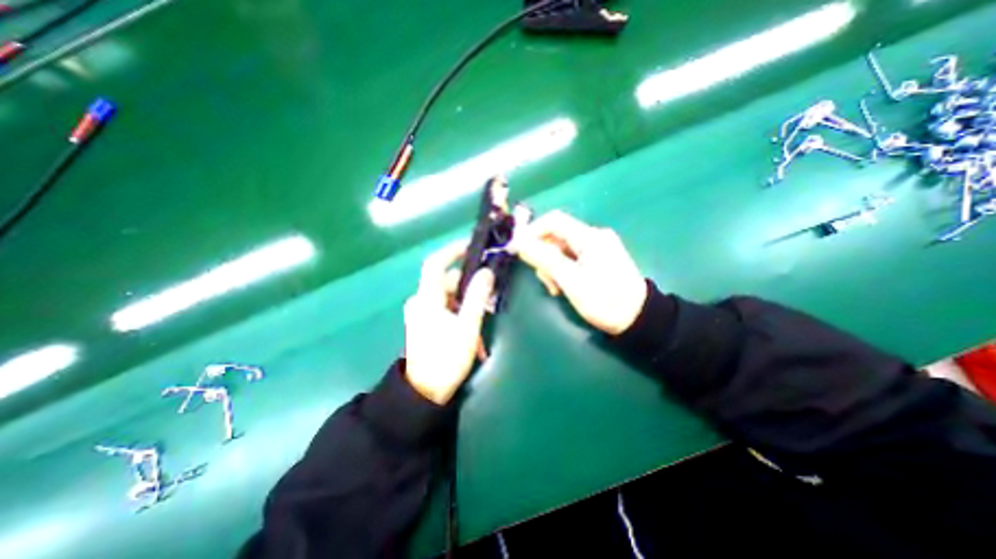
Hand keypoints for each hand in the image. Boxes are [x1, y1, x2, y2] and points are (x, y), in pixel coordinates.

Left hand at [401, 243, 495, 403]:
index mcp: (426, 299)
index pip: (435, 263)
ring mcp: (422, 313)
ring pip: (449, 298)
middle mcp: (421, 301)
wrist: (424, 392)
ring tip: (481, 328)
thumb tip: (486, 272)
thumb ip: (477, 297)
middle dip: (470, 290)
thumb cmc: (446, 358)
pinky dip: (460, 316)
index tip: (472, 246)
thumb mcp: (467, 327)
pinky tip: (472, 335)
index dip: (452, 251)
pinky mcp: (425, 324)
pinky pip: (446, 310)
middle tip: (489, 300)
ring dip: (468, 308)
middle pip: (448, 283)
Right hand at [513, 210, 646, 334]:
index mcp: (589, 237)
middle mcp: (594, 236)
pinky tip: (565, 286)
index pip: (553, 220)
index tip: (520, 250)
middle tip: (546, 281)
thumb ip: (544, 259)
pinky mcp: (599, 258)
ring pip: (562, 249)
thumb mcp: (571, 281)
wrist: (638, 319)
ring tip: (556, 289)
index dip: (532, 231)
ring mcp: (598, 247)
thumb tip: (519, 242)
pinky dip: (563, 270)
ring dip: (553, 267)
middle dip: (544, 256)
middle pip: (557, 236)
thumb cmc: (604, 300)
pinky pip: (572, 257)